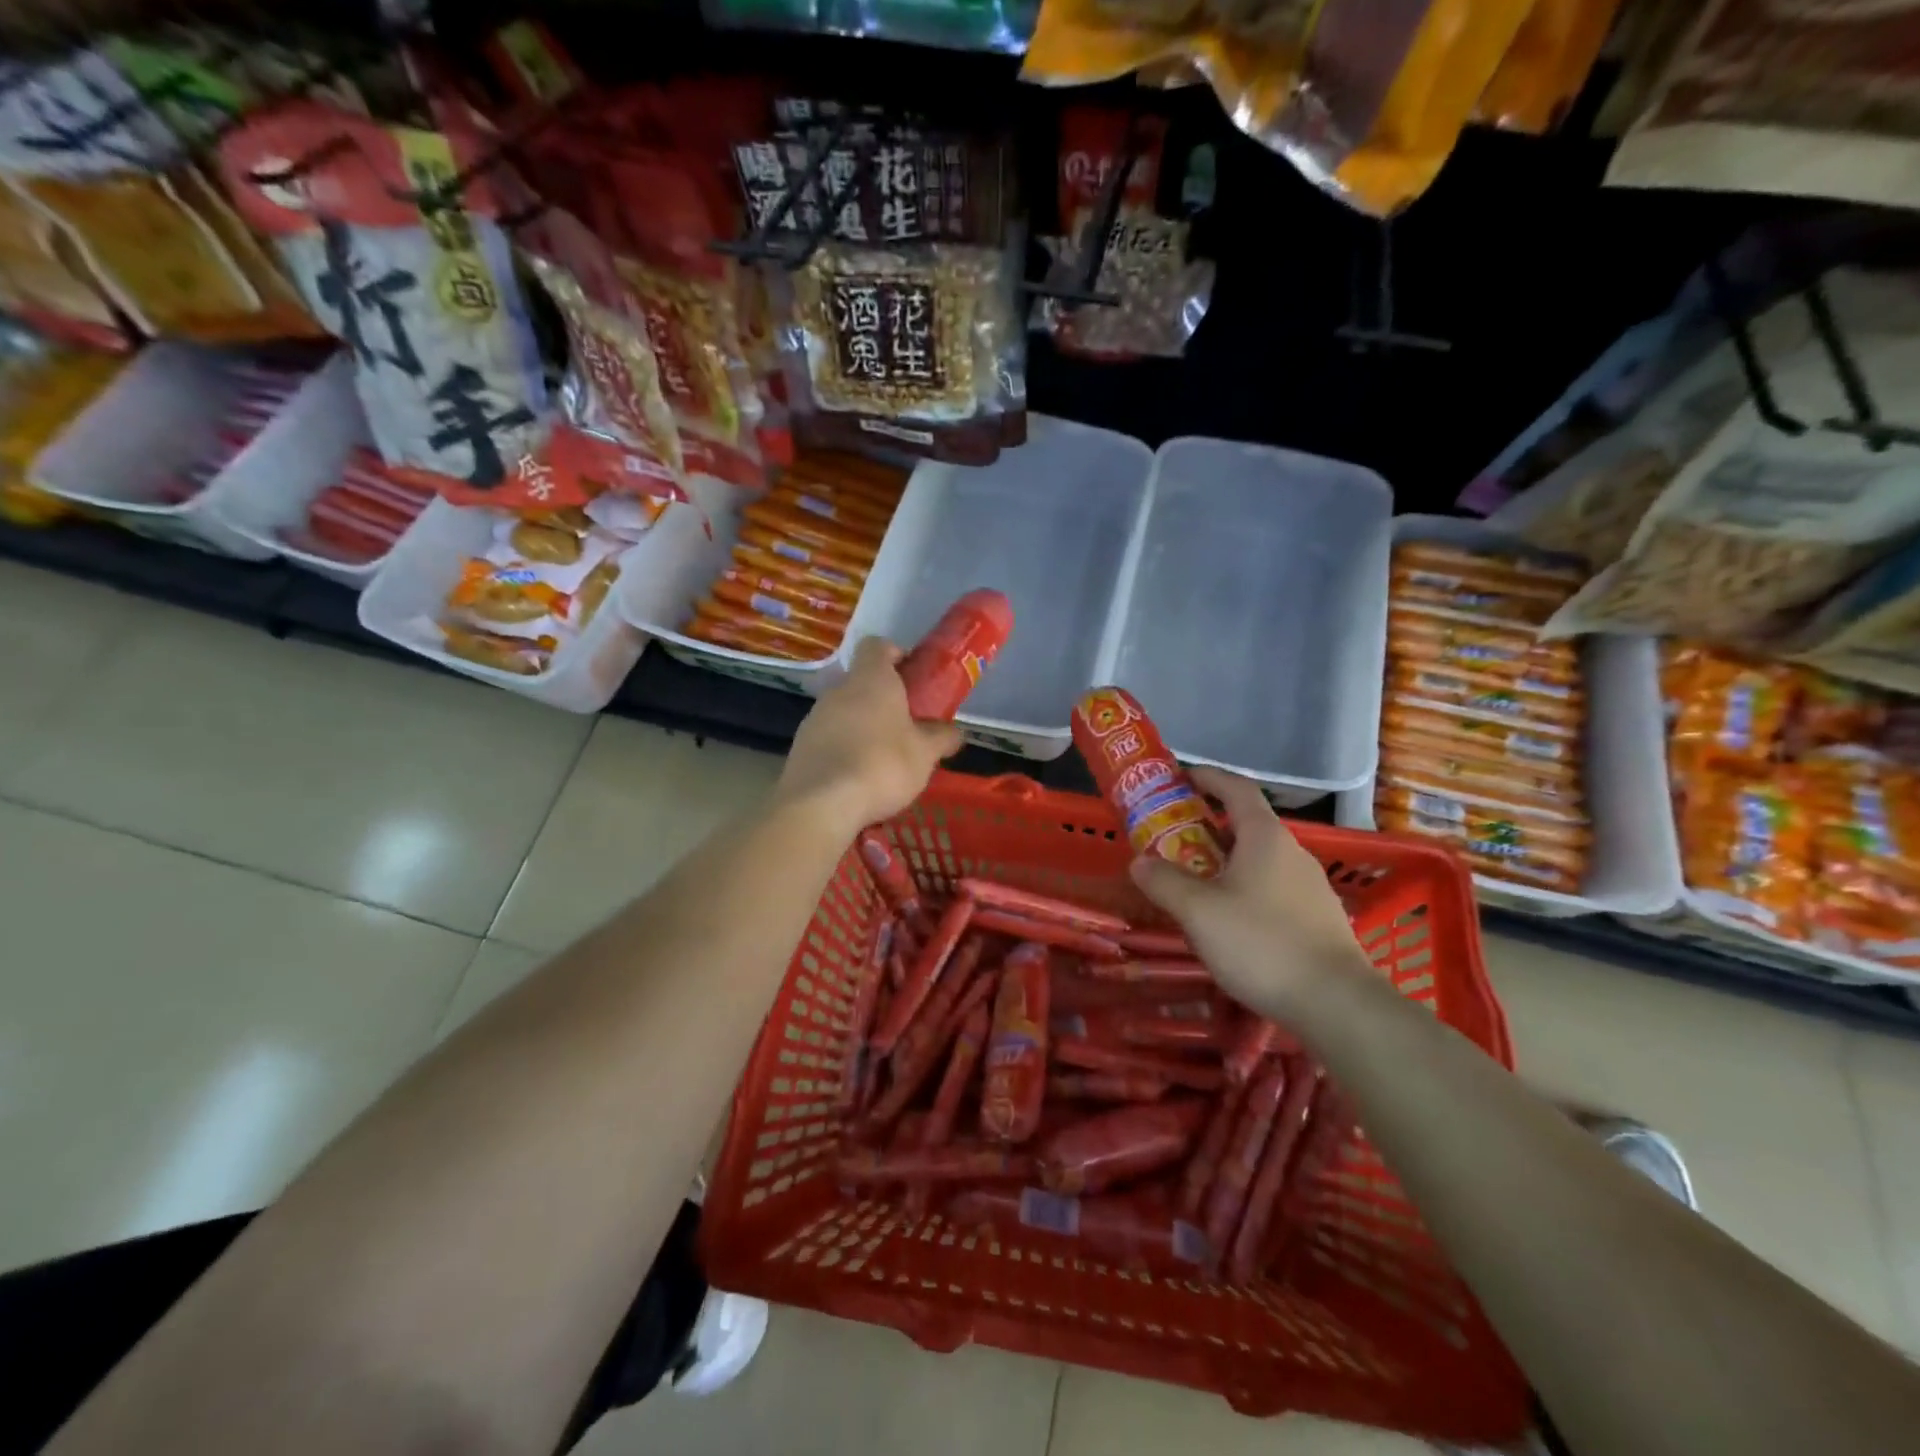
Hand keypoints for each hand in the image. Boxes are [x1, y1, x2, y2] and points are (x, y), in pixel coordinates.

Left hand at [775, 636, 962, 833]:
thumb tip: (954, 732)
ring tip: (884, 759)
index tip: (912, 677)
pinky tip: (859, 778)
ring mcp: (814, 718)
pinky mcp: (800, 747)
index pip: (877, 646)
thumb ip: (941, 737)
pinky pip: (829, 739)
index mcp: (871, 680)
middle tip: (907, 726)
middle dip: (884, 701)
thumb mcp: (925, 754)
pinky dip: (844, 751)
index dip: (895, 655)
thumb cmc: (882, 765)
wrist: (821, 804)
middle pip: (861, 683)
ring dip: (863, 728)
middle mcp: (838, 690)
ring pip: (844, 713)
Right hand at [1129, 768, 1373, 1019]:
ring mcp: (1309, 886)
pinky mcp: (1318, 917)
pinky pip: (1272, 888)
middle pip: (1246, 824)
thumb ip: (1164, 881)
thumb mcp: (1199, 912)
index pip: (1236, 788)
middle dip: (1207, 825)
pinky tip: (1228, 921)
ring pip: (1259, 860)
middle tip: (1171, 838)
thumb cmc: (1262, 944)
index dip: (1207, 777)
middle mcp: (1291, 852)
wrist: (1336, 1004)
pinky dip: (1244, 888)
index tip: (1179, 777)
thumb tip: (1139, 861)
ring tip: (1193, 882)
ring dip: (1224, 860)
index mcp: (1265, 837)